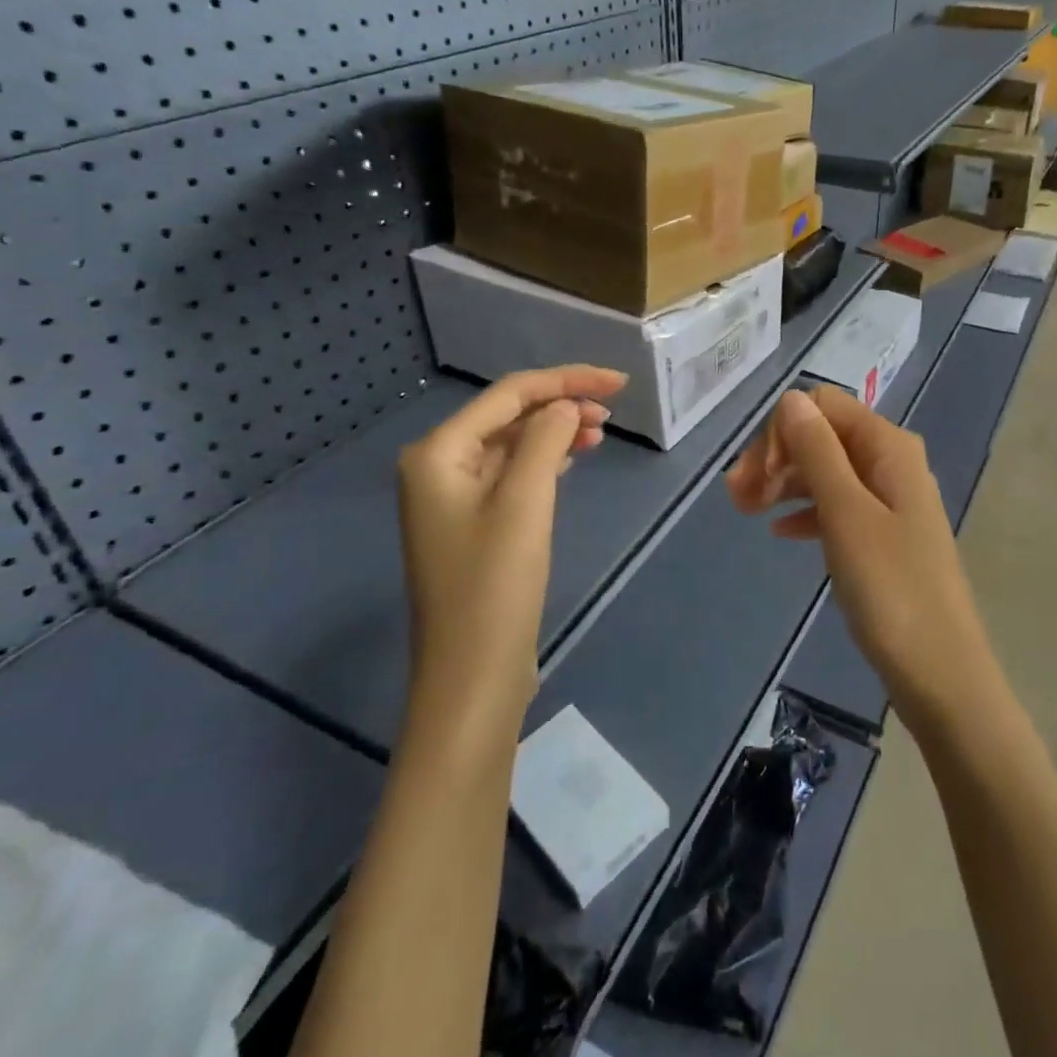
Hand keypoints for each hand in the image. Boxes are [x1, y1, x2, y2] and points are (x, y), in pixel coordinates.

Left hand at [396, 366, 625, 720]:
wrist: (472, 676)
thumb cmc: (495, 585)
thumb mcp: (525, 502)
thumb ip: (546, 439)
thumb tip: (565, 405)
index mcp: (438, 452)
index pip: (509, 394)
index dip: (565, 380)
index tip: (619, 382)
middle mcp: (438, 466)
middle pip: (508, 415)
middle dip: (560, 405)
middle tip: (612, 412)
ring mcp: (452, 498)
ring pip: (511, 444)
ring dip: (555, 432)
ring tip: (600, 432)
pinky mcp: (472, 525)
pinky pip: (510, 474)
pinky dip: (544, 460)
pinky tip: (572, 458)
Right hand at [725, 386, 991, 726]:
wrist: (940, 672)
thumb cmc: (891, 590)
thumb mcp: (846, 515)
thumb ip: (818, 452)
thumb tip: (792, 398)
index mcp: (889, 447)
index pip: (823, 406)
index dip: (783, 431)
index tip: (755, 476)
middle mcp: (892, 462)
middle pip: (823, 435)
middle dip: (777, 457)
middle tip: (736, 498)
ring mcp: (890, 499)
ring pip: (827, 471)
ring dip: (785, 483)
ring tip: (746, 513)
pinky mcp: (885, 534)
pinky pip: (837, 505)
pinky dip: (806, 510)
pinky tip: (780, 532)